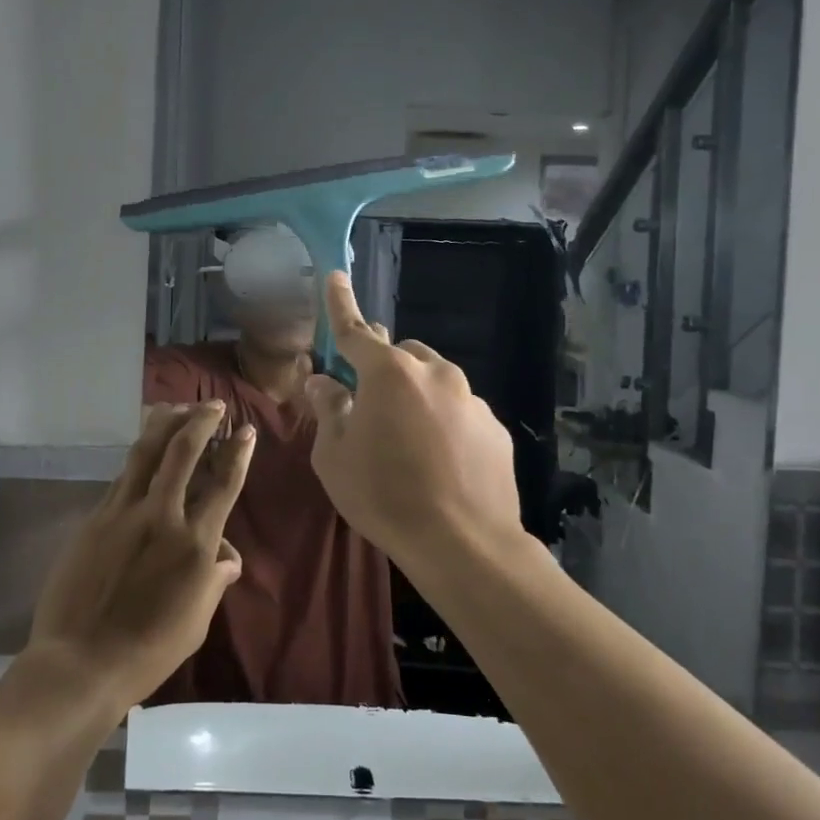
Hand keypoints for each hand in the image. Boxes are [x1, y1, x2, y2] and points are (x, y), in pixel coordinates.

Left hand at [26, 402, 251, 707]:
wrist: (80, 663)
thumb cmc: (149, 651)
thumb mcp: (197, 621)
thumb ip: (214, 580)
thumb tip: (227, 556)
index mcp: (194, 544)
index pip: (224, 485)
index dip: (238, 453)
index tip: (246, 429)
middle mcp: (161, 516)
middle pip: (183, 452)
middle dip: (201, 421)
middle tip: (213, 405)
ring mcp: (123, 513)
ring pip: (146, 453)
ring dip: (164, 424)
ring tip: (175, 406)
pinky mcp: (95, 519)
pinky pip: (121, 478)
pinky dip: (138, 457)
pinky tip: (143, 451)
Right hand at [303, 273, 523, 570]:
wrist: (463, 544)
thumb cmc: (384, 496)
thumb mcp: (335, 457)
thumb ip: (329, 409)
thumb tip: (323, 382)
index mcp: (389, 373)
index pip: (355, 330)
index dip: (341, 304)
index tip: (336, 275)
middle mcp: (434, 373)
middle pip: (400, 355)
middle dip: (383, 369)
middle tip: (370, 406)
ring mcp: (471, 399)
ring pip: (434, 382)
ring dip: (416, 397)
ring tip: (408, 444)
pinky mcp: (495, 427)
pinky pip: (461, 412)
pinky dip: (445, 423)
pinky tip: (442, 463)